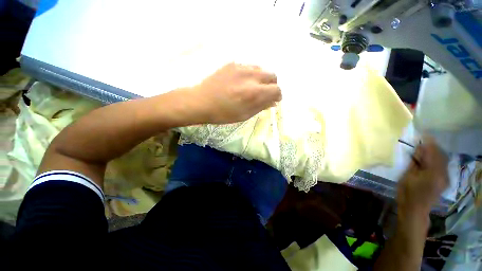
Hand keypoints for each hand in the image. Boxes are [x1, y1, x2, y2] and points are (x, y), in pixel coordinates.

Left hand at [190, 62, 281, 123]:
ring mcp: (241, 67)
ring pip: (261, 69)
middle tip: (264, 94)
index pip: (276, 89)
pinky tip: (242, 82)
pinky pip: (249, 67)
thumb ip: (261, 106)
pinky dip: (251, 75)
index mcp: (254, 92)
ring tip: (253, 88)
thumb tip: (273, 101)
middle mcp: (250, 76)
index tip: (273, 100)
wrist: (201, 101)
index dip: (277, 95)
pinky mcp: (232, 64)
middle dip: (272, 86)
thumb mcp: (244, 115)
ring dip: (262, 79)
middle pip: (272, 75)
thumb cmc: (223, 113)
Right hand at [397, 136, 448, 216]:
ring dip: (435, 153)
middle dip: (432, 147)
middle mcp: (443, 174)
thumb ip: (415, 162)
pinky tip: (429, 159)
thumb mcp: (407, 176)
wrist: (415, 210)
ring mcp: (445, 178)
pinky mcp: (444, 181)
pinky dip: (437, 159)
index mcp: (433, 173)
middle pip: (440, 155)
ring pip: (443, 160)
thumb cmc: (407, 193)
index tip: (423, 134)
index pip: (433, 153)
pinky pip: (443, 166)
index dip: (428, 143)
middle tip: (422, 141)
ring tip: (425, 149)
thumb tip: (419, 149)